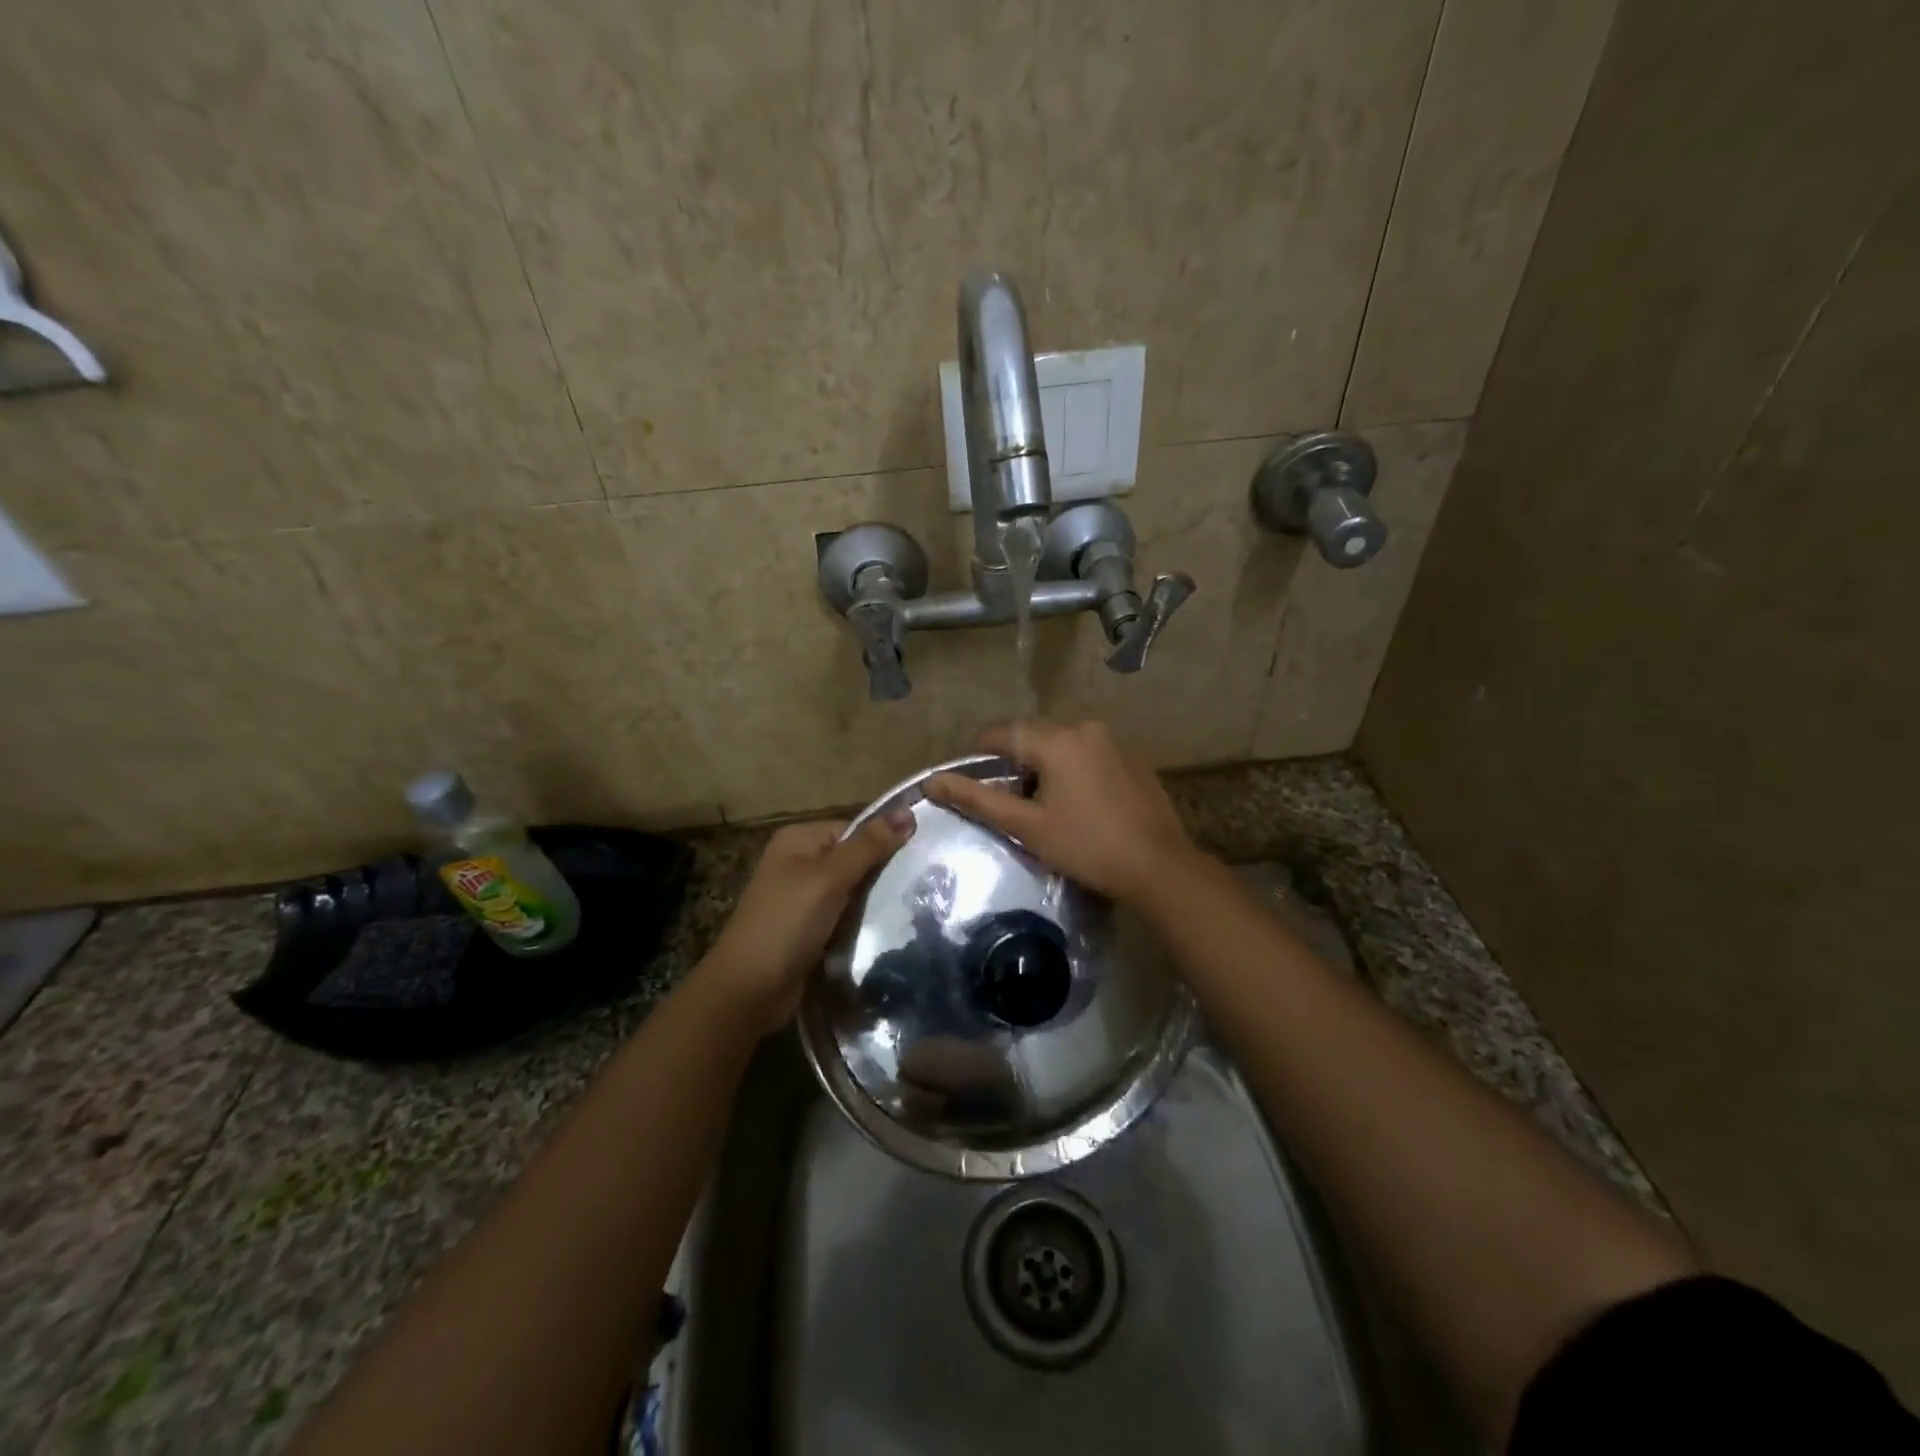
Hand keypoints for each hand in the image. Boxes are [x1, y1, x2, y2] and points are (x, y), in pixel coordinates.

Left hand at [695, 813, 913, 1033]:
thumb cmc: (787, 923)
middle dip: (882, 873)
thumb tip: (907, 812)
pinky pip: (845, 916)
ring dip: (876, 901)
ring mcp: (803, 898)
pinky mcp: (810, 929)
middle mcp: (799, 863)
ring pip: (852, 891)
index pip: (854, 829)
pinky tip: (890, 929)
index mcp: (799, 840)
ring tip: (915, 906)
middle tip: (925, 883)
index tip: (922, 855)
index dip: (885, 840)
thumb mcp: (829, 878)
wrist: (748, 990)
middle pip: (854, 859)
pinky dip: (862, 922)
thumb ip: (868, 846)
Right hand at [924, 720, 1204, 903]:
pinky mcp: (1132, 756)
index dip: (979, 755)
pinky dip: (1072, 768)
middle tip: (1011, 802)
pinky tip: (1079, 803)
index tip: (973, 784)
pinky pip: (1088, 751)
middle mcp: (1084, 727)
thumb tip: (932, 782)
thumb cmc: (1087, 847)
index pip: (1001, 733)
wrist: (1158, 866)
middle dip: (1015, 763)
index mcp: (1056, 740)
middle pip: (1032, 736)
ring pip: (1061, 743)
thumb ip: (978, 800)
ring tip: (1044, 806)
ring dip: (1044, 765)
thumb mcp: (1027, 826)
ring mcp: (1112, 739)